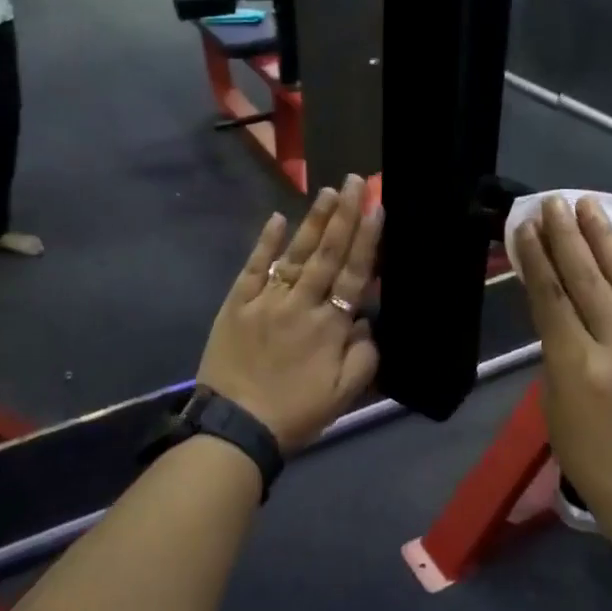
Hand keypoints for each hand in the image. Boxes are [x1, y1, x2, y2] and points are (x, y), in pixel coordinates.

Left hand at [197, 176, 381, 452]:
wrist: (235, 428)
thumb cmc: (295, 414)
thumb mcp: (343, 395)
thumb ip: (363, 356)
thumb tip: (365, 322)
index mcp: (330, 326)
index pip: (353, 274)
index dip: (367, 239)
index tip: (376, 207)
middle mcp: (301, 304)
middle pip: (327, 253)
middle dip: (344, 215)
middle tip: (355, 181)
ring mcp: (266, 300)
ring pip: (295, 253)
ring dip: (313, 221)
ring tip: (328, 191)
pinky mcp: (237, 304)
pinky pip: (253, 268)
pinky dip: (265, 243)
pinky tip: (276, 218)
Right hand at [516, 196, 611, 537]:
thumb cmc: (588, 454)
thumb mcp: (555, 400)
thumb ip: (555, 345)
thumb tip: (556, 296)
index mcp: (578, 368)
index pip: (553, 297)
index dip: (537, 257)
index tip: (526, 224)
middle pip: (589, 279)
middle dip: (569, 236)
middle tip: (555, 201)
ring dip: (607, 237)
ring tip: (590, 204)